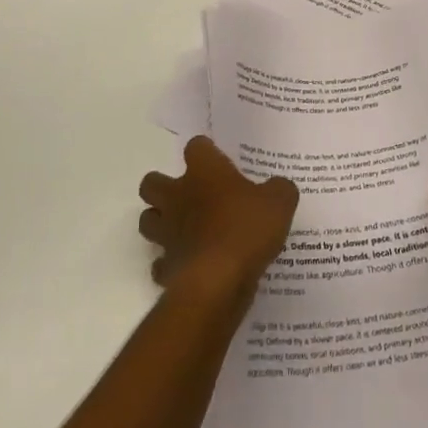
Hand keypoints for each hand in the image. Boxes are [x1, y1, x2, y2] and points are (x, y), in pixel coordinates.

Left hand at [138, 136, 297, 301]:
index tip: (218, 160)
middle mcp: (178, 196)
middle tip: (190, 195)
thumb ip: (279, 189)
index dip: (206, 151)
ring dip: (161, 222)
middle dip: (164, 186)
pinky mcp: (166, 267)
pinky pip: (160, 263)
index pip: (196, 146)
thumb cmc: (248, 229)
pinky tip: (190, 264)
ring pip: (148, 220)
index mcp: (204, 171)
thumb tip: (277, 187)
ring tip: (184, 228)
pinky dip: (170, 263)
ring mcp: (167, 233)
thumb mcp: (280, 201)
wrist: (220, 281)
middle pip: (151, 183)